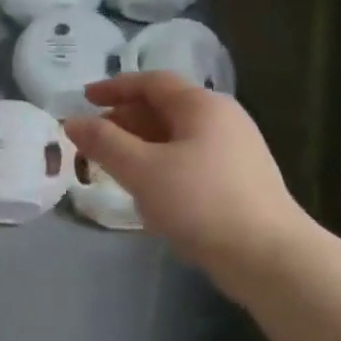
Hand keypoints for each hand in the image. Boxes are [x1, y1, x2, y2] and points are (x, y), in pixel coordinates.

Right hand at [62, 73, 304, 287]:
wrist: (268, 257)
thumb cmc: (201, 203)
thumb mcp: (142, 170)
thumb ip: (104, 143)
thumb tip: (72, 122)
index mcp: (203, 106)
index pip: (152, 82)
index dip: (114, 87)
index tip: (84, 98)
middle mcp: (223, 119)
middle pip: (165, 108)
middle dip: (125, 120)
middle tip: (92, 139)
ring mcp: (235, 151)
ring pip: (176, 137)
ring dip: (141, 146)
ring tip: (113, 166)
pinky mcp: (239, 181)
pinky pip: (190, 160)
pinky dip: (161, 165)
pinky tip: (148, 190)